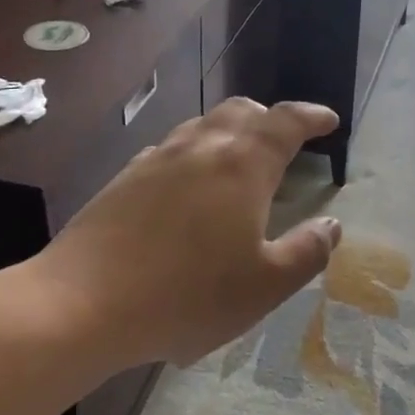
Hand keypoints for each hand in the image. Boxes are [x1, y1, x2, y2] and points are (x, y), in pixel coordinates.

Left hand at [16, 99, 342, 369]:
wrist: (81, 304)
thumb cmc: (186, 296)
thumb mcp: (265, 286)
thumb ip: (307, 252)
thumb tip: (332, 224)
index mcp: (243, 166)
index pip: (286, 121)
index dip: (312, 116)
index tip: (329, 121)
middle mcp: (201, 148)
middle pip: (241, 111)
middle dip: (270, 119)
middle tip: (285, 141)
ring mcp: (157, 160)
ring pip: (202, 126)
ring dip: (230, 133)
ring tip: (239, 163)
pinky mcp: (124, 179)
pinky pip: (170, 149)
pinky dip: (194, 154)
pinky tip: (188, 187)